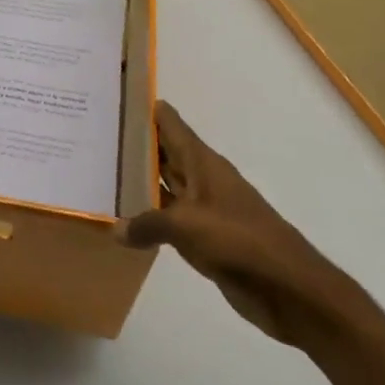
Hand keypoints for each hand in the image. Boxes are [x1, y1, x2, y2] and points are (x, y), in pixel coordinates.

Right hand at [120, 101, 359, 343]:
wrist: (288, 288)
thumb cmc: (238, 241)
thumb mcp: (185, 226)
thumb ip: (147, 223)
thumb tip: (115, 229)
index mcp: (202, 163)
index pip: (169, 123)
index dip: (145, 107)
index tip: (116, 95)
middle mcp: (202, 179)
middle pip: (164, 152)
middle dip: (134, 143)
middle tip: (95, 133)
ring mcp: (204, 209)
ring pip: (164, 185)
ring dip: (138, 180)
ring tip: (100, 171)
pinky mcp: (205, 238)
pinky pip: (168, 219)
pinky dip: (148, 216)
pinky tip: (123, 220)